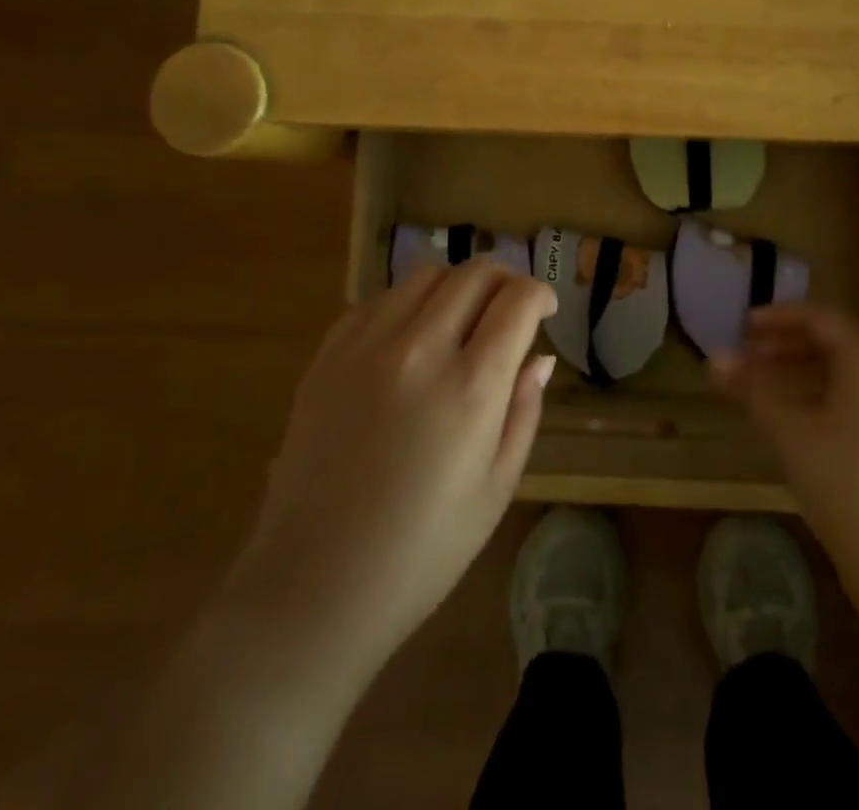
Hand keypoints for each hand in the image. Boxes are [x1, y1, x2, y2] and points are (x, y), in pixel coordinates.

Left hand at [224, 263, 558, 671]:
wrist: (314, 586)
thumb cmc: (422, 551)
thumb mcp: (496, 488)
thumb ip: (523, 410)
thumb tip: (539, 358)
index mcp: (471, 385)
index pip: (516, 300)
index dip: (540, 294)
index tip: (544, 310)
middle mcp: (420, 348)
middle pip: (474, 273)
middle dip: (504, 279)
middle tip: (510, 308)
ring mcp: (367, 346)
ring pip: (425, 275)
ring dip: (456, 285)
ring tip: (460, 319)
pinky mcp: (328, 356)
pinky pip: (377, 300)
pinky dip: (406, 303)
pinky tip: (409, 338)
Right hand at [711, 304, 858, 568]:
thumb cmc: (840, 481)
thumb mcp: (788, 430)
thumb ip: (751, 389)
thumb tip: (714, 358)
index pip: (822, 319)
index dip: (780, 316)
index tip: (744, 326)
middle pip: (831, 344)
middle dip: (785, 343)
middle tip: (747, 353)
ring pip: (838, 374)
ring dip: (796, 370)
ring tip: (759, 383)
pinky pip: (846, 399)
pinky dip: (813, 394)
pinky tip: (788, 418)